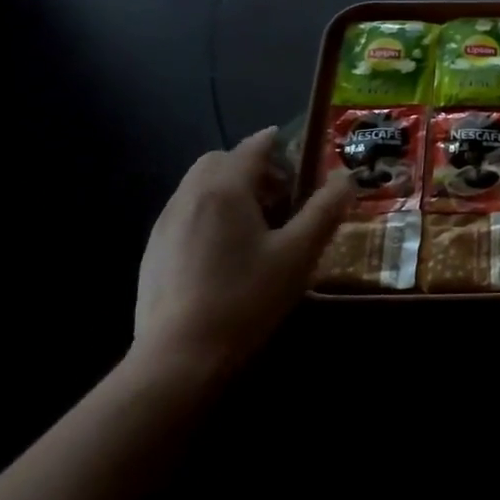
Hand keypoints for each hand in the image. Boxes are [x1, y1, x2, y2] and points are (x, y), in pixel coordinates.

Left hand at [131, 128, 351, 373]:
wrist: (179, 357)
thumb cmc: (246, 297)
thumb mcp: (299, 253)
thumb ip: (325, 209)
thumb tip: (346, 176)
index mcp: (225, 188)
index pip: (253, 146)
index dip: (279, 143)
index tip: (301, 153)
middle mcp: (189, 196)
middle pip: (221, 161)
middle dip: (253, 167)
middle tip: (282, 195)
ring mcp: (165, 224)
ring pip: (200, 186)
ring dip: (230, 189)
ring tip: (258, 226)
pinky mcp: (153, 251)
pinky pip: (186, 213)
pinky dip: (210, 213)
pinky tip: (228, 254)